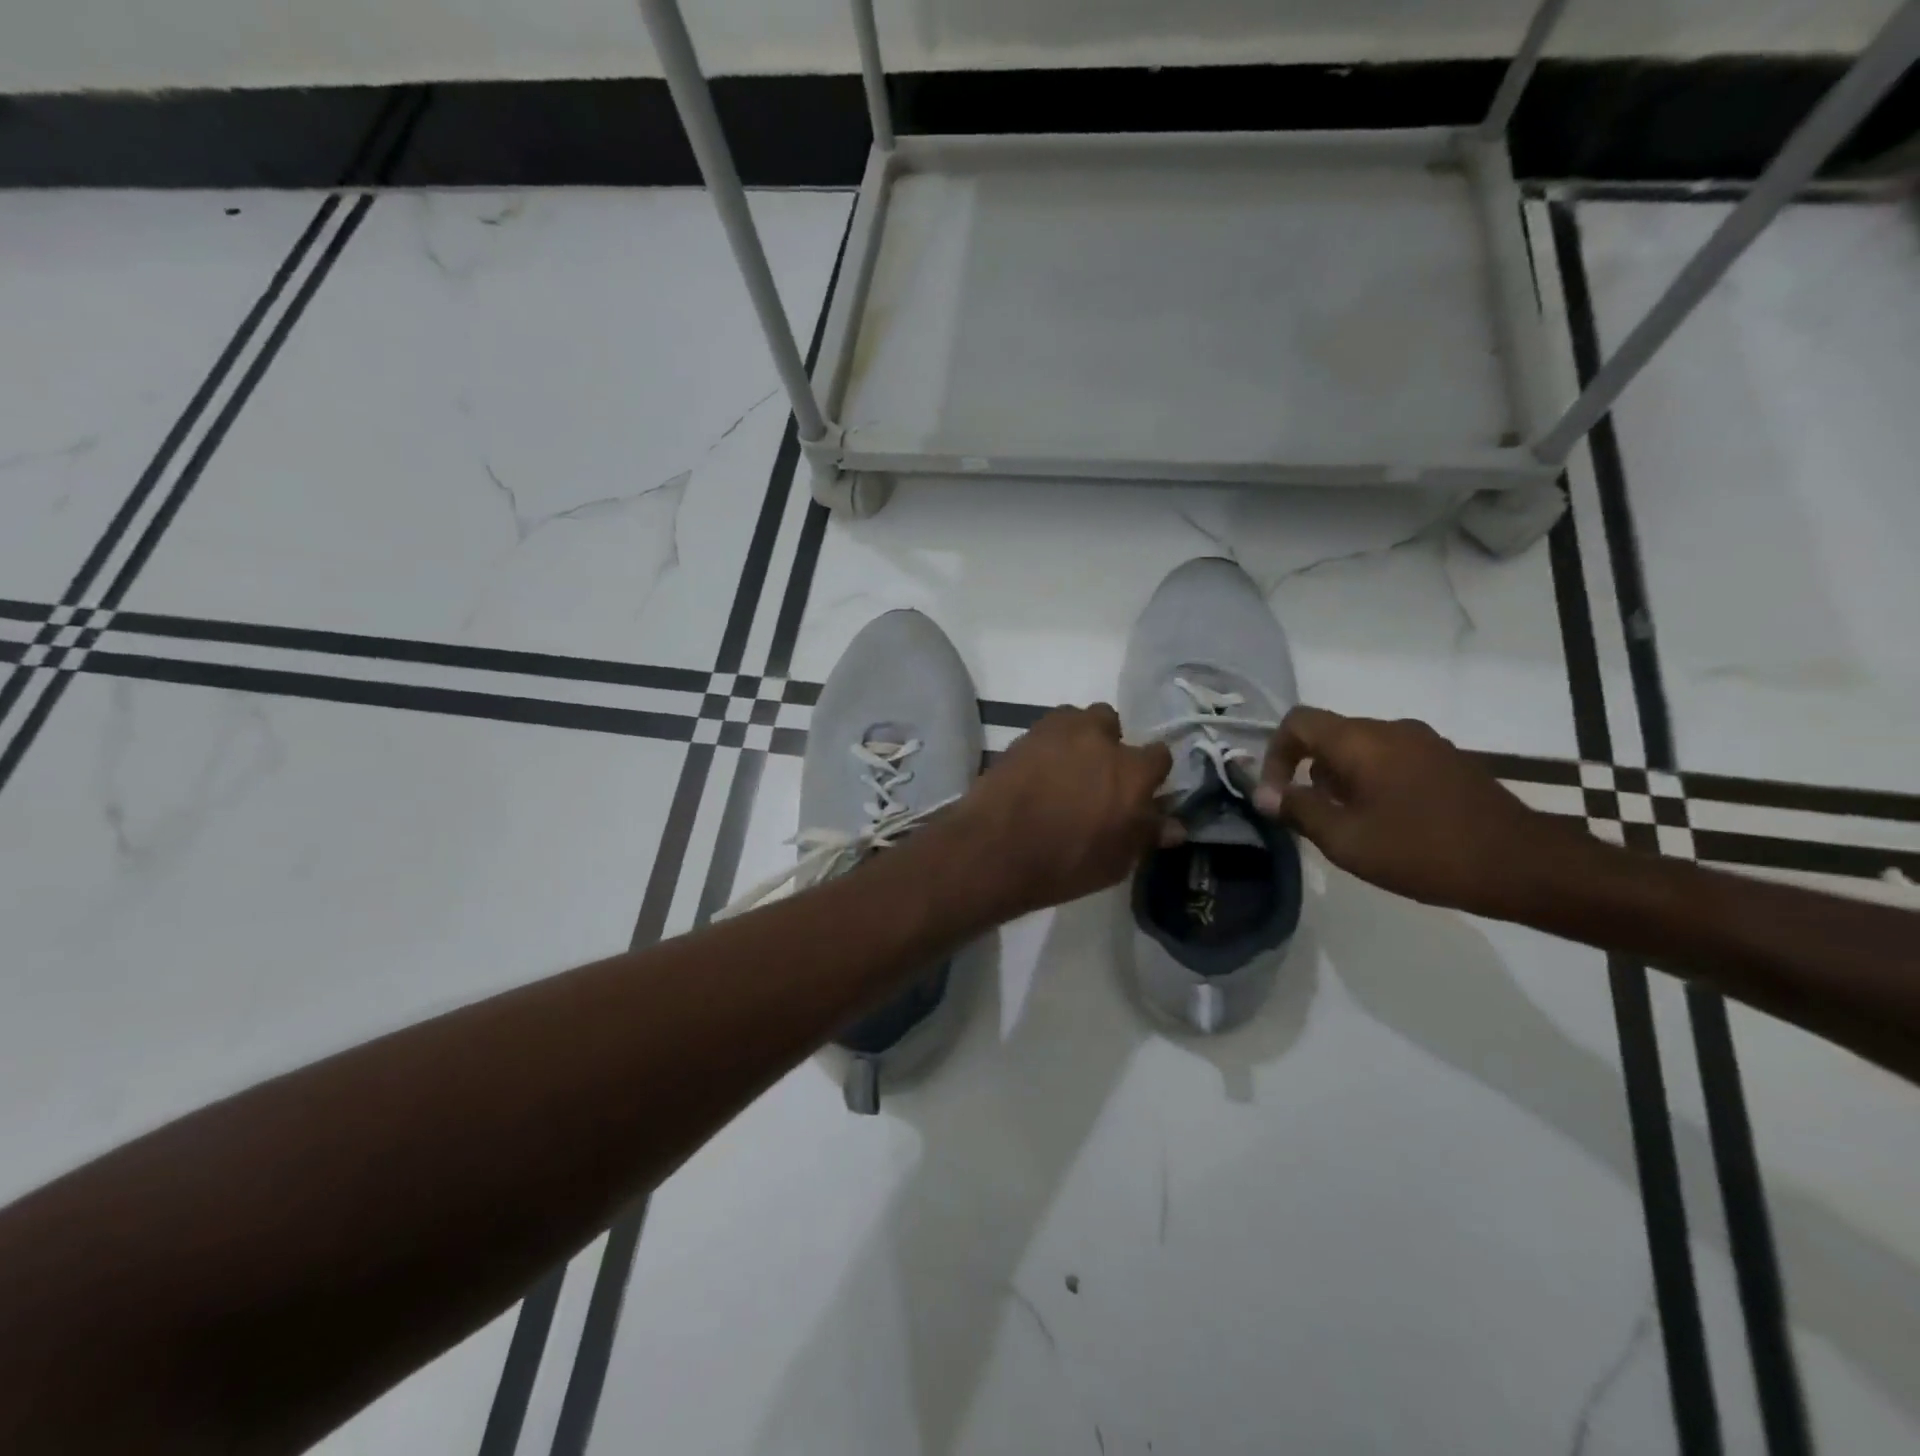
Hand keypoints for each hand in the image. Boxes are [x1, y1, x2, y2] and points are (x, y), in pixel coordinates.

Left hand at [948, 705, 1173, 919]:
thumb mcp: (1116, 862)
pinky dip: (1049, 743)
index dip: (1150, 773)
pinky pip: (1047, 729)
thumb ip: (1146, 835)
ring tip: (1065, 768)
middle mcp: (1100, 739)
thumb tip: (1174, 826)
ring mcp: (1059, 731)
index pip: (1159, 755)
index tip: (1140, 791)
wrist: (995, 849)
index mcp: (1132, 771)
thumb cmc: (1065, 864)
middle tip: (1097, 776)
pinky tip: (1039, 769)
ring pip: (1078, 719)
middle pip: (1113, 724)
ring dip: (1078, 737)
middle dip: (1109, 744)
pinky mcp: (1025, 734)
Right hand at [1256, 706, 1577, 917]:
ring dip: (1340, 781)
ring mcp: (1425, 743)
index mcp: (1361, 740)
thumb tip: (1266, 794)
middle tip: (1312, 819)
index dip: (1274, 754)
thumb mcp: (1347, 840)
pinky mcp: (1448, 762)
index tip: (1276, 796)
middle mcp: (1391, 729)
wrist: (1526, 866)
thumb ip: (1300, 811)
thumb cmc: (1424, 851)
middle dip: (1308, 773)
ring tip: (1349, 826)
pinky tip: (1387, 824)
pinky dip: (1372, 783)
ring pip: (1361, 749)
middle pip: (1329, 735)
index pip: (1297, 722)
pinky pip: (1391, 760)